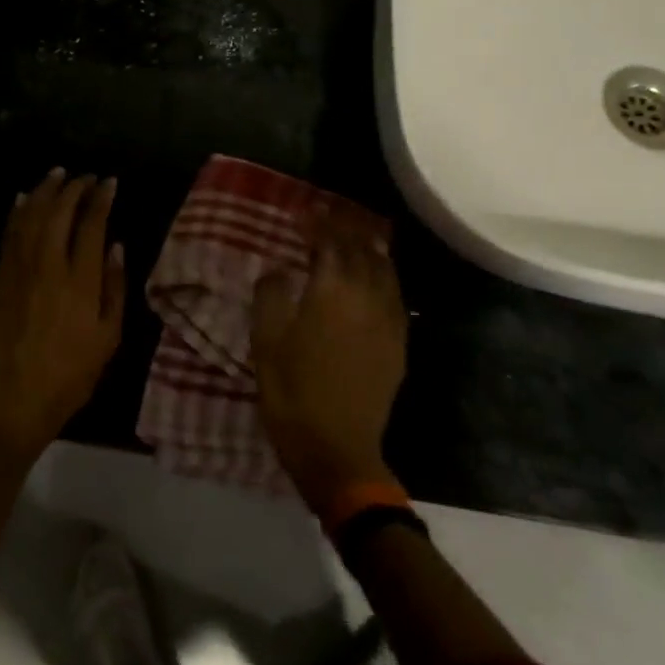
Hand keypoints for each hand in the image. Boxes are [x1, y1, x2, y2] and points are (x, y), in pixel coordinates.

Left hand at [0, 168, 126, 457]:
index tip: (109, 182)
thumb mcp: (109, 337)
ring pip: (30, 217)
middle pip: (59, 212)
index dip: (101, 199)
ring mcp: (20, 270)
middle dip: (74, 188)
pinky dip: (16, 212)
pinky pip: (8, 235)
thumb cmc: (72, 373)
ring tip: (57, 174)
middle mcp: (49, 267)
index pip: (92, 225)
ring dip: (44, 191)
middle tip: (86, 176)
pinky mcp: (1, 279)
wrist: (17, 399)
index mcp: (81, 281)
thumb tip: (116, 245)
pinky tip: (22, 198)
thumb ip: (115, 287)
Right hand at [252, 212, 407, 513]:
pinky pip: (396, 296)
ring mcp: (388, 321)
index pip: (331, 242)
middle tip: (330, 216)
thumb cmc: (293, 393)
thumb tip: (280, 268)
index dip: (318, 223)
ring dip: (370, 247)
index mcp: (333, 292)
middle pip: (363, 249)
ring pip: (385, 270)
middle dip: (346, 228)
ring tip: (356, 235)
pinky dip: (384, 275)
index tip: (304, 212)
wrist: (338, 451)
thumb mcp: (266, 341)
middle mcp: (367, 297)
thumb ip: (271, 295)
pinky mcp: (398, 344)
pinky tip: (376, 277)